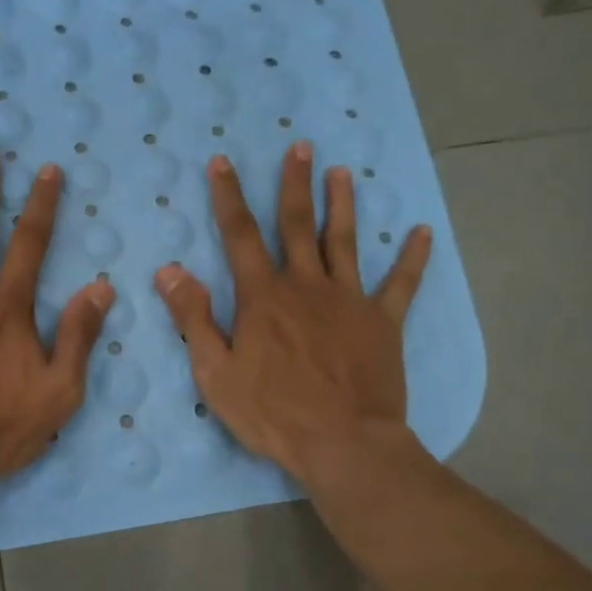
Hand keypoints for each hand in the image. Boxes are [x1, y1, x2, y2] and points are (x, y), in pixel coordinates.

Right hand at [154, 142, 430, 486]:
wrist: (344, 444)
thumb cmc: (273, 413)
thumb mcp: (215, 372)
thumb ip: (193, 317)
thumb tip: (170, 270)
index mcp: (263, 296)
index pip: (240, 234)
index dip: (229, 196)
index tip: (223, 161)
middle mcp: (306, 285)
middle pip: (298, 224)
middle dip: (295, 183)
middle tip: (300, 146)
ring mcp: (349, 300)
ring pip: (345, 241)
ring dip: (343, 204)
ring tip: (343, 172)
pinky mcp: (383, 322)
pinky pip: (401, 284)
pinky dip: (412, 258)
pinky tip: (421, 232)